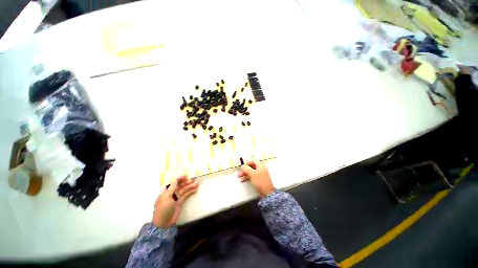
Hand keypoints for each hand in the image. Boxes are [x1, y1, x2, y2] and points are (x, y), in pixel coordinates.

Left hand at [152, 175, 198, 227]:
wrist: (164, 223)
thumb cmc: (163, 209)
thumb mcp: (166, 198)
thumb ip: (172, 188)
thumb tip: (176, 179)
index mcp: (166, 191)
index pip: (173, 183)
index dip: (179, 179)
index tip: (185, 176)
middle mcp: (172, 193)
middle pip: (180, 186)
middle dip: (186, 182)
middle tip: (192, 180)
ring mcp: (176, 198)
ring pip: (184, 190)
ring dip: (190, 186)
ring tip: (197, 183)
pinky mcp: (180, 202)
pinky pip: (186, 195)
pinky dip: (191, 192)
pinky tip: (196, 189)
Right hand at [237, 161, 273, 196]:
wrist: (267, 192)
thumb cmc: (260, 181)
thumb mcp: (252, 174)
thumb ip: (246, 168)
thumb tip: (242, 165)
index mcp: (260, 165)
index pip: (253, 161)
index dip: (247, 163)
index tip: (242, 166)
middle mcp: (261, 169)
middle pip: (251, 167)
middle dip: (244, 169)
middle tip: (239, 173)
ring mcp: (260, 174)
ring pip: (251, 172)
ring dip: (245, 174)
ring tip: (239, 177)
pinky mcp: (259, 180)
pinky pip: (252, 176)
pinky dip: (248, 177)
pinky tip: (243, 180)